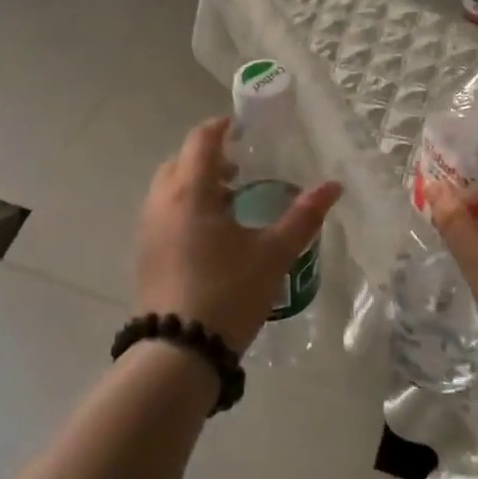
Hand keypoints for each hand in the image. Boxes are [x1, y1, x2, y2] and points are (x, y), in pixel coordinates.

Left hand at [134, 116, 342, 352]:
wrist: (178, 351)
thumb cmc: (228, 293)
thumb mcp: (273, 254)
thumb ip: (303, 216)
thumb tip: (334, 186)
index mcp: (190, 191)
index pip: (201, 140)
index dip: (222, 127)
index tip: (244, 128)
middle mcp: (161, 201)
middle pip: (181, 161)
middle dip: (210, 158)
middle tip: (242, 169)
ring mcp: (147, 228)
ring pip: (169, 188)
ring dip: (196, 185)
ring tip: (231, 205)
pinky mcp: (143, 253)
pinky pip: (163, 213)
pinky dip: (184, 208)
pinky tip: (211, 237)